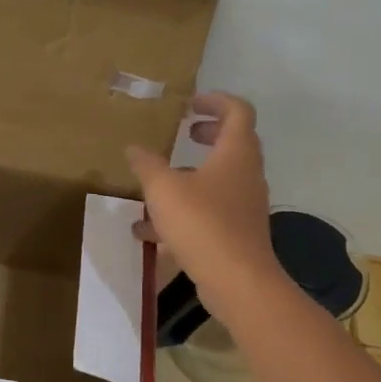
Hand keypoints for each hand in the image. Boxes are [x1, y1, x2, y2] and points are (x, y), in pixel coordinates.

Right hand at [126, 93, 281, 307]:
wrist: (237, 281)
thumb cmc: (203, 224)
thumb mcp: (163, 189)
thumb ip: (147, 164)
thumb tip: (133, 148)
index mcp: (236, 153)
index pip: (238, 111)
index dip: (215, 100)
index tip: (190, 104)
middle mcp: (246, 174)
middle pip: (233, 143)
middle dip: (208, 134)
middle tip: (184, 133)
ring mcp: (245, 205)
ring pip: (219, 179)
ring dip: (192, 175)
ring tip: (159, 182)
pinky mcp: (237, 232)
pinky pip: (211, 210)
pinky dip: (186, 210)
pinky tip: (151, 231)